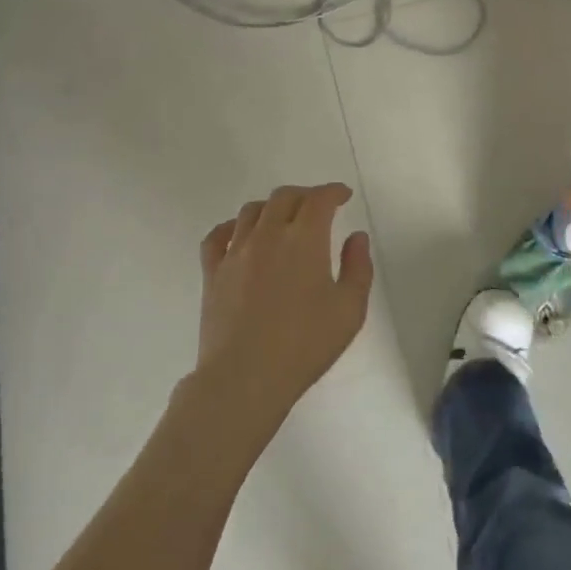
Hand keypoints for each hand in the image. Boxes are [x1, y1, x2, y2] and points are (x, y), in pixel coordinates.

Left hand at [195, 184, 374, 425]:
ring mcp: (235, 252)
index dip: (333, 192)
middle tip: (318, 208)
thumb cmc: (304, 345)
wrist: (245, 377)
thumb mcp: (349, 310)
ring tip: (283, 220)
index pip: (319, 199)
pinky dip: (233, 226)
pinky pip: (218, 236)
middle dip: (305, 196)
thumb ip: (358, 267)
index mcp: (304, 239)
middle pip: (284, 197)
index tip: (343, 196)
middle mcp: (268, 235)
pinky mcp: (212, 272)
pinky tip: (241, 234)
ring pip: (252, 211)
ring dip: (272, 207)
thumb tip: (355, 237)